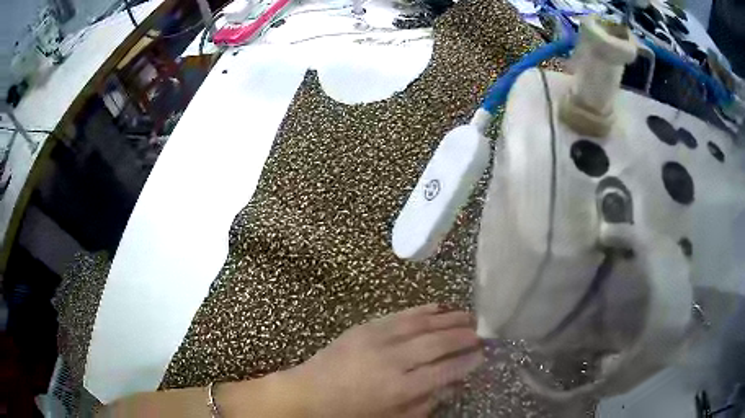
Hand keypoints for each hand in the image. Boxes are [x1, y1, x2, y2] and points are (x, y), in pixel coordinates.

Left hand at [290, 304, 483, 416]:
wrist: (308, 393)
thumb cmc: (350, 412)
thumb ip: (423, 404)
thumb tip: (450, 386)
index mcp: (399, 388)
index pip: (444, 371)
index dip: (466, 362)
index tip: (482, 354)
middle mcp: (392, 360)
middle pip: (437, 343)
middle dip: (463, 336)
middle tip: (481, 332)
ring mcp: (377, 339)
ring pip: (422, 323)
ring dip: (448, 318)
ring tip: (468, 316)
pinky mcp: (365, 327)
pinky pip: (400, 315)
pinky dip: (423, 310)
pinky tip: (438, 307)